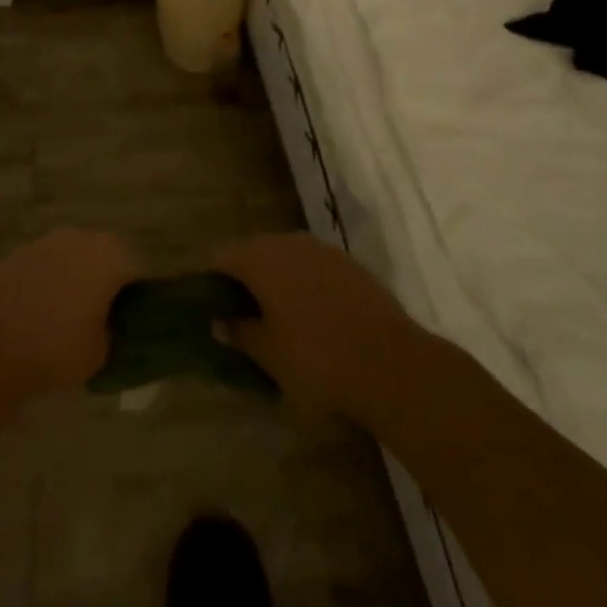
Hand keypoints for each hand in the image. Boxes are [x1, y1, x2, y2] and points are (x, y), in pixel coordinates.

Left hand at [0, 228, 138, 397]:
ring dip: (77, 278)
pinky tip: (41, 312)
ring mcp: (47, 241)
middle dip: (107, 280)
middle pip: (105, 255)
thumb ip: (111, 333)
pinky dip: (50, 282)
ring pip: (74, 258)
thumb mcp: (99, 353)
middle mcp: (82, 237)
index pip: (138, 267)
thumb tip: (105, 326)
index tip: (133, 318)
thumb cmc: (55, 346)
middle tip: (104, 316)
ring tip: (70, 316)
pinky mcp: (19, 252)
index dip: (138, 293)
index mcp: (110, 255)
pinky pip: (47, 265)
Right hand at [215, 233, 418, 422]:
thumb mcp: (269, 355)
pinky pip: (316, 268)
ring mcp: (323, 250)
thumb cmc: (316, 360)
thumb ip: (240, 333)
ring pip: (288, 258)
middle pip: (255, 253)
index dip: (215, 283)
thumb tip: (219, 322)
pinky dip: (308, 285)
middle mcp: (288, 242)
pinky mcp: (351, 264)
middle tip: (247, 316)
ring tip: (281, 318)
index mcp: (260, 259)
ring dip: (279, 280)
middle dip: (248, 279)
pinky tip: (316, 317)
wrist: (391, 364)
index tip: (216, 309)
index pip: (223, 259)